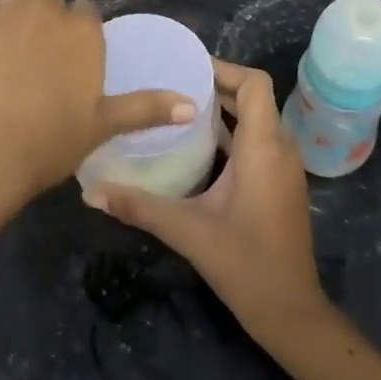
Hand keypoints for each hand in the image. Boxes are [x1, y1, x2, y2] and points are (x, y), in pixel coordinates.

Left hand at [0, 0, 194, 206]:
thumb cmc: (49, 141)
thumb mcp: (104, 125)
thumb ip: (148, 108)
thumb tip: (193, 105)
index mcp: (84, 33)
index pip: (87, 10)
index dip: (79, 23)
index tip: (71, 43)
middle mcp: (49, 11)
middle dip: (48, 1)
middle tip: (38, 29)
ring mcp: (7, 9)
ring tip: (8, 10)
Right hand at [84, 60, 328, 341]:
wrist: (291, 311)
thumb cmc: (245, 263)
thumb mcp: (187, 230)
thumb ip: (139, 206)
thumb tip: (89, 192)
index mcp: (263, 146)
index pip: (254, 83)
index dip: (224, 68)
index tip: (185, 68)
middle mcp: (280, 148)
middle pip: (254, 97)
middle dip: (217, 86)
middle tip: (172, 83)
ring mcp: (284, 167)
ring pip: (257, 119)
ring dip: (224, 110)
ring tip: (179, 108)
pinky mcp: (281, 183)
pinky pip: (259, 141)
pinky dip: (233, 133)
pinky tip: (198, 147)